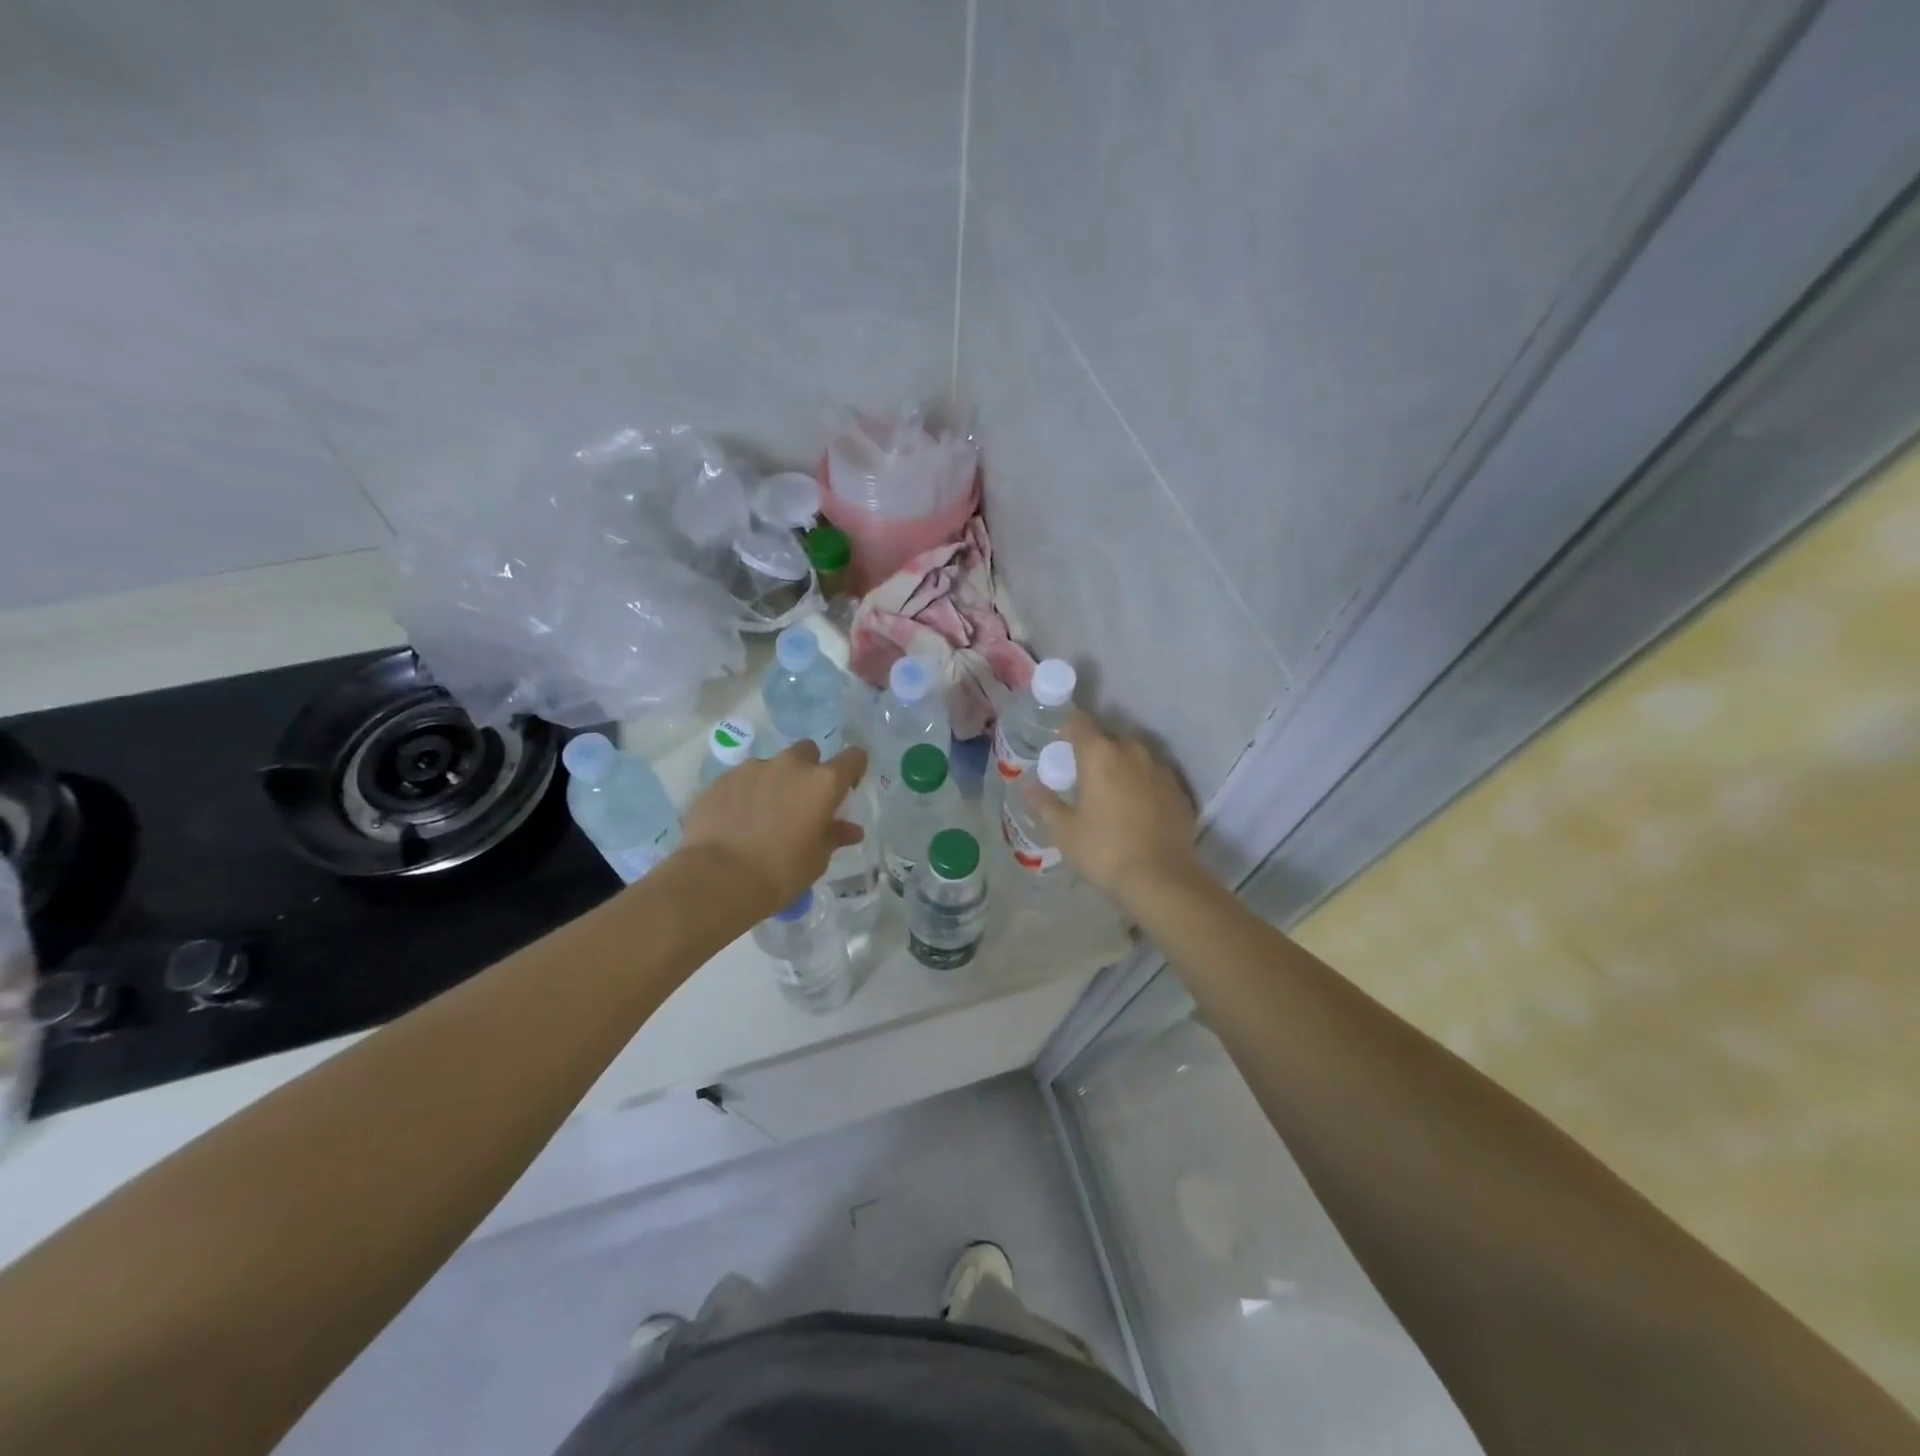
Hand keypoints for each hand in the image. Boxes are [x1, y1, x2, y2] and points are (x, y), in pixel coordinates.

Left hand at [677, 742, 868, 919]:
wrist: (718, 879)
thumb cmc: (780, 872)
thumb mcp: (817, 859)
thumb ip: (834, 836)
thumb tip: (850, 829)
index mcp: (823, 783)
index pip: (853, 758)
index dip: (853, 769)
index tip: (846, 788)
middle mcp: (790, 765)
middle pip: (808, 751)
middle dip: (809, 770)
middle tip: (801, 801)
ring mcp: (753, 768)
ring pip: (772, 765)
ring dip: (775, 782)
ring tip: (763, 815)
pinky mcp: (722, 779)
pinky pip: (743, 779)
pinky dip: (746, 793)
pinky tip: (737, 821)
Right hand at [1030, 711, 1199, 905]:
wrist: (1161, 878)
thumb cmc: (1104, 850)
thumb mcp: (1065, 831)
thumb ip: (1045, 804)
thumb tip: (1028, 788)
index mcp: (1099, 754)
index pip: (1080, 722)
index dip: (1068, 728)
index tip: (1060, 745)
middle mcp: (1132, 752)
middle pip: (1110, 736)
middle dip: (1096, 748)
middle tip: (1084, 773)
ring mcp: (1160, 769)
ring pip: (1136, 754)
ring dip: (1122, 764)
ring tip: (1112, 789)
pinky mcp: (1179, 790)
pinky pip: (1155, 775)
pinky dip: (1144, 783)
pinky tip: (1137, 807)